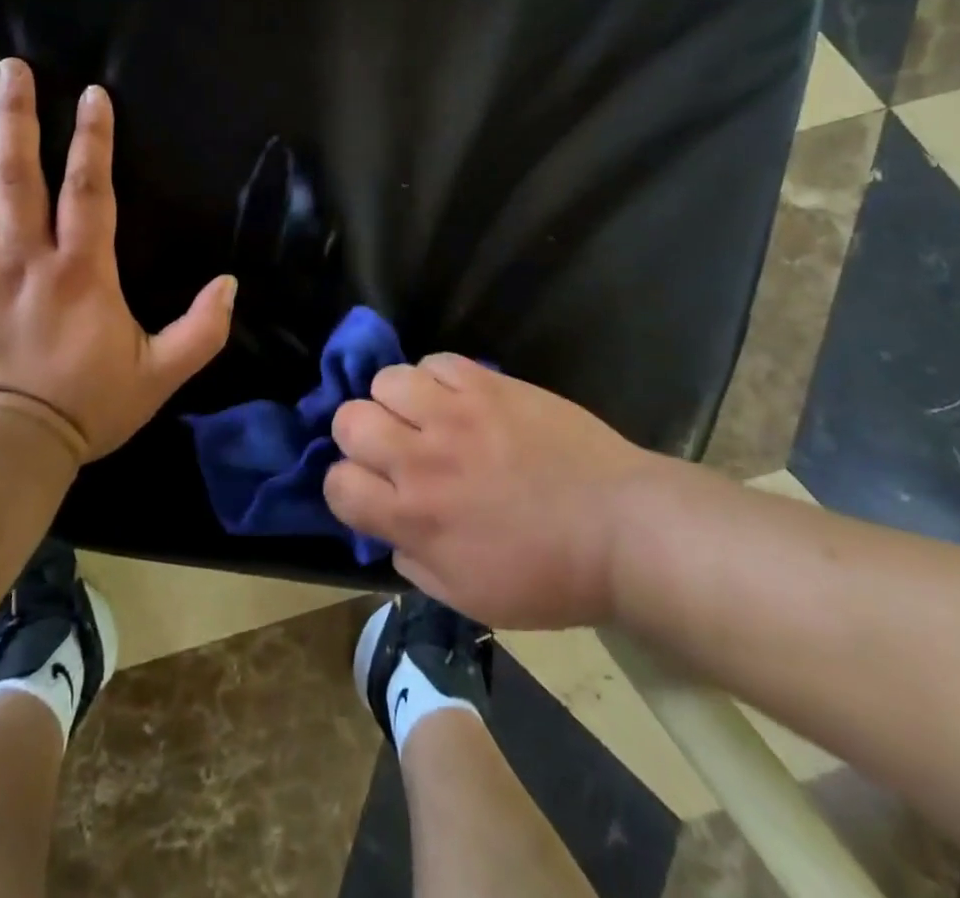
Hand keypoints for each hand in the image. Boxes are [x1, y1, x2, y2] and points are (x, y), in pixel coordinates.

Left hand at [0, 58, 237, 464]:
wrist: (5, 449)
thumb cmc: (86, 407)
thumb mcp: (160, 374)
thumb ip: (202, 329)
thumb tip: (231, 284)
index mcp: (80, 270)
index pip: (89, 189)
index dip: (94, 138)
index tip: (91, 94)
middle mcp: (24, 257)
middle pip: (16, 173)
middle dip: (14, 116)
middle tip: (9, 68)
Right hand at [324, 357, 652, 628]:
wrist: (621, 527)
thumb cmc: (548, 576)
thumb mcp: (469, 597)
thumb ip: (414, 561)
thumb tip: (389, 528)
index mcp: (415, 516)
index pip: (338, 484)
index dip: (346, 487)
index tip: (371, 490)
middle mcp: (423, 458)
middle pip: (349, 420)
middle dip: (360, 435)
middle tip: (393, 447)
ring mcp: (456, 413)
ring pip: (386, 380)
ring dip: (396, 400)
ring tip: (424, 415)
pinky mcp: (489, 383)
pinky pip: (436, 360)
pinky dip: (436, 378)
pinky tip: (457, 398)